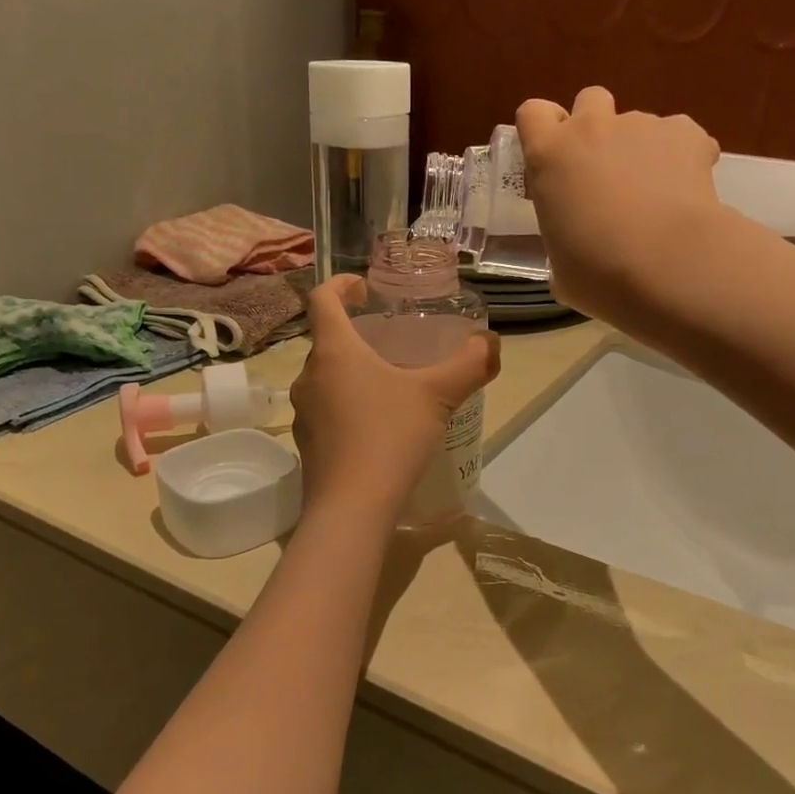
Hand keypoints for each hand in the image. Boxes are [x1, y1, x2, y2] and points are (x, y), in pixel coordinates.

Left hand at [290, 277, 499, 523]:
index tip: (365, 289)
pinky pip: (327, 410)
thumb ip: (469, 364)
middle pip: (328, 340)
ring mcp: (304, 412)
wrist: (352, 508)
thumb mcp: (438, 396)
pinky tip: (379, 426)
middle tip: (393, 342)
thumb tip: (490, 342)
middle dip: (358, 335)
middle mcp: (309, 376)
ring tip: (390, 384)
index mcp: (334, 351)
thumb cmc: (390, 437)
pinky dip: (349, 405)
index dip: (341, 285)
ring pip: (327, 378)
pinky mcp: (307, 444)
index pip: (322, 299)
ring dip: (353, 372)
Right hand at [515, 86, 721, 327]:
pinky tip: (686, 192)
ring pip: (637, 122)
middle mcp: (591, 129)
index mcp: (549, 157)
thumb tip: (574, 258)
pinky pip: (680, 136)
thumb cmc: (598, 273)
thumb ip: (562, 245)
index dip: (543, 131)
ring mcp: (641, 125)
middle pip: (589, 99)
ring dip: (640, 149)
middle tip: (603, 171)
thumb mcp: (561, 268)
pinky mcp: (686, 133)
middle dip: (595, 126)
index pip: (532, 114)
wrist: (666, 264)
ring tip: (654, 195)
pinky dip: (682, 157)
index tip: (553, 159)